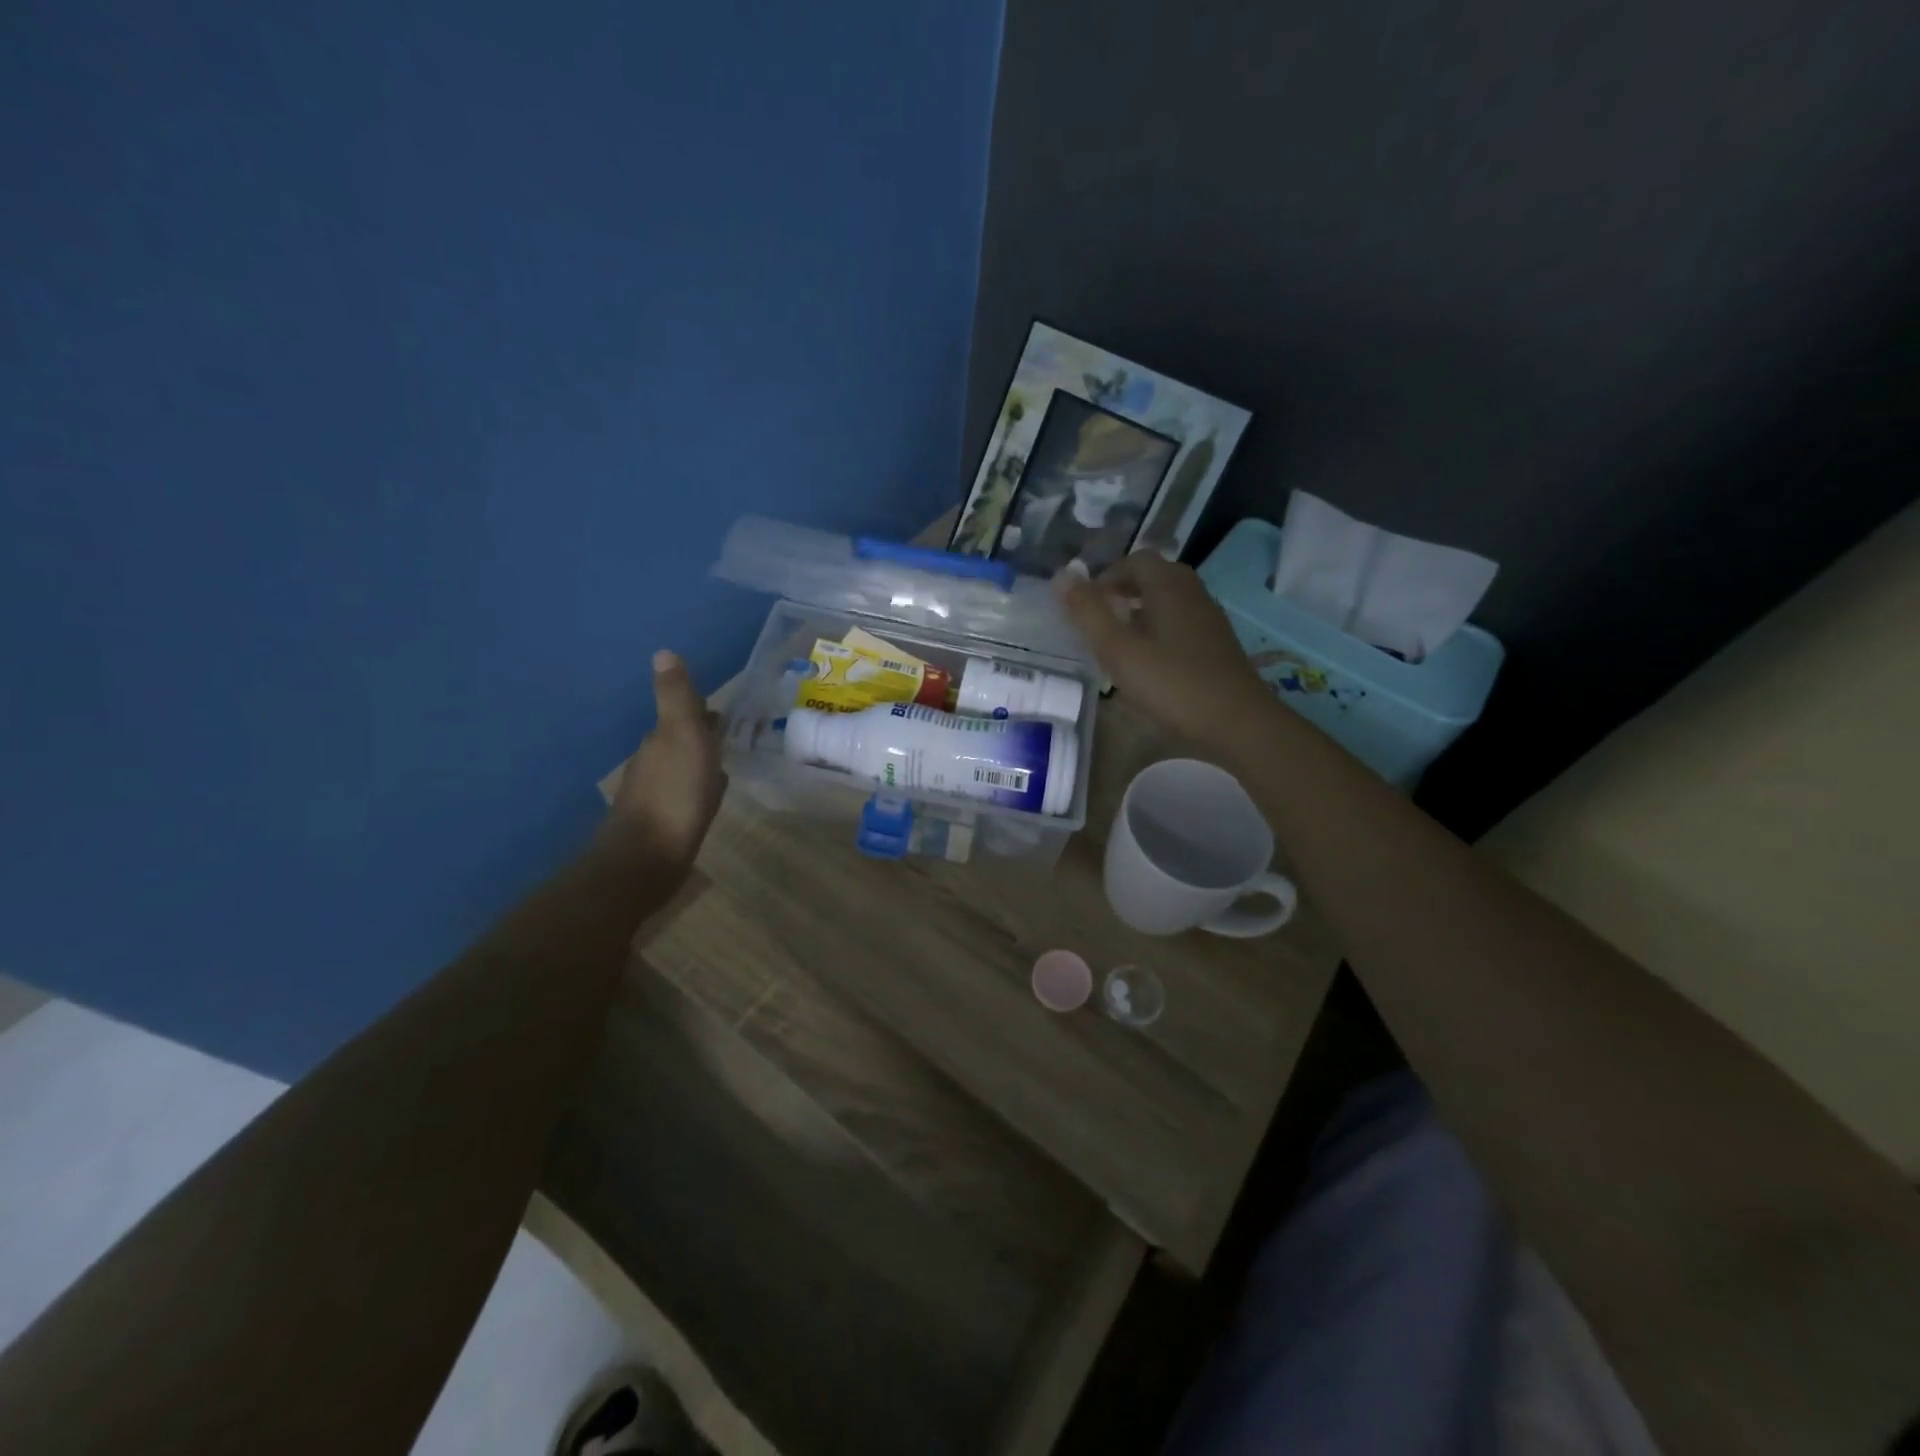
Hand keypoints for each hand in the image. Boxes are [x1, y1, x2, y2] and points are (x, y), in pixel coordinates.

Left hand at [606, 650, 726, 867]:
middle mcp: (652, 764)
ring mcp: (655, 796)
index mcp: (659, 740)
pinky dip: (697, 789)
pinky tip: (709, 798)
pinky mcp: (662, 824)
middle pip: (679, 742)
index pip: (680, 716)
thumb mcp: (681, 736)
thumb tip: (663, 651)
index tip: (720, 710)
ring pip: (681, 768)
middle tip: (728, 735)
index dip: (699, 711)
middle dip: (700, 735)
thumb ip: (676, 698)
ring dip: (699, 762)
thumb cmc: (674, 793)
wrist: (647, 858)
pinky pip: (684, 796)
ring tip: (723, 763)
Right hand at [1054, 555, 1273, 747]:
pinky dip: (1160, 630)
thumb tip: (1060, 575)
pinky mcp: (1218, 644)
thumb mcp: (1118, 649)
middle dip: (1124, 591)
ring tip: (1119, 642)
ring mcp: (1210, 619)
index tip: (1086, 604)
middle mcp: (1193, 592)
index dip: (1107, 575)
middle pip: (1155, 576)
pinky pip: (1182, 623)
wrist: (1237, 722)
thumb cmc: (1172, 683)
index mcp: (1168, 585)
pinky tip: (1150, 663)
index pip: (1135, 560)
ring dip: (1142, 611)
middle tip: (1099, 619)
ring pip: (1170, 601)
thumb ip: (1088, 612)